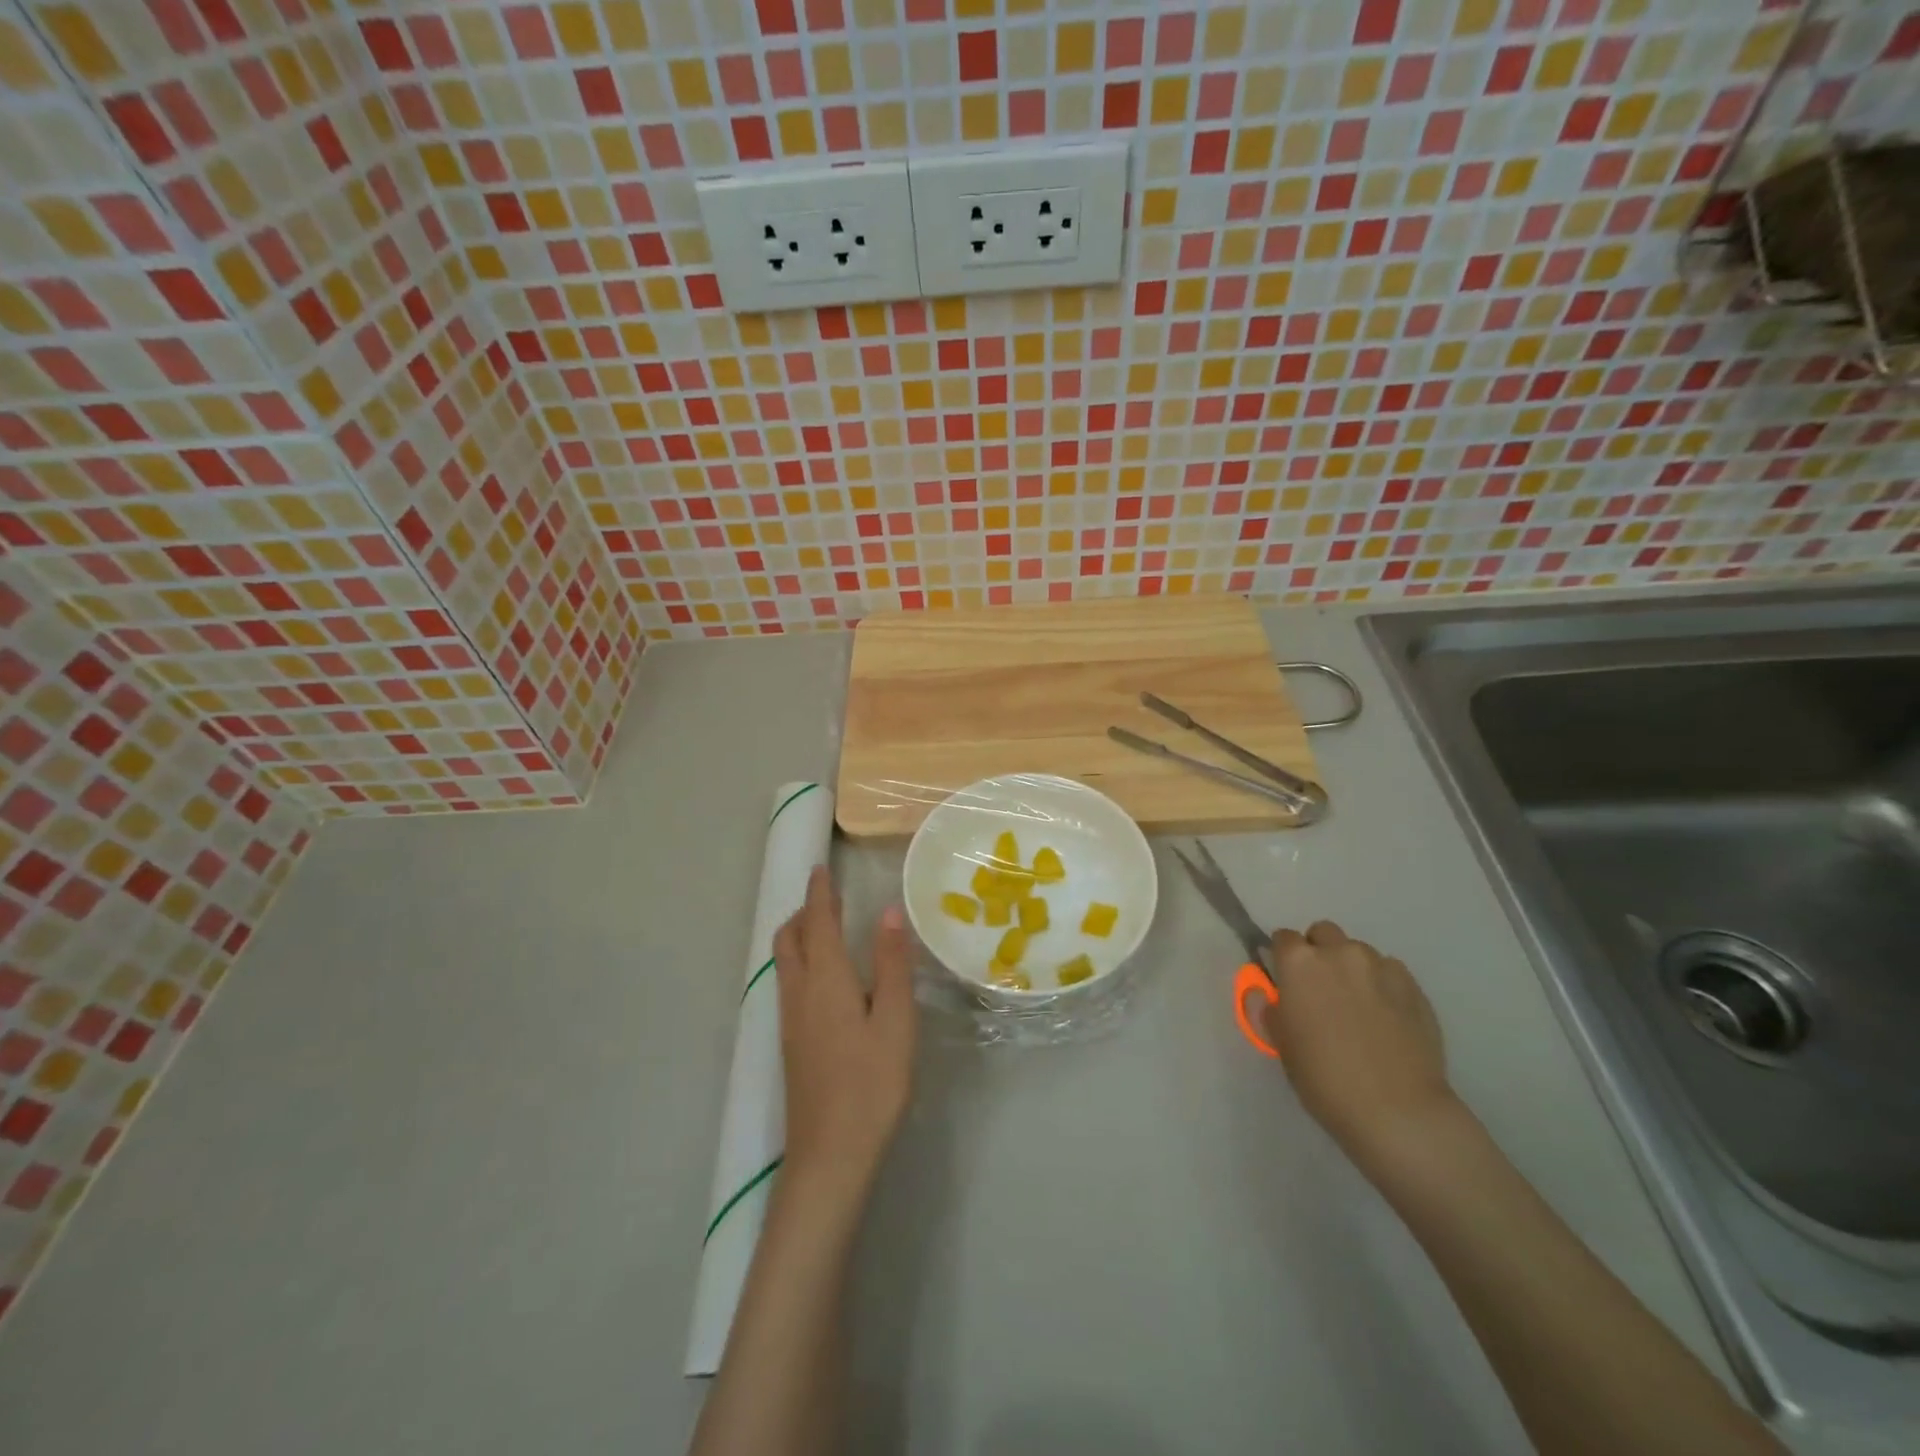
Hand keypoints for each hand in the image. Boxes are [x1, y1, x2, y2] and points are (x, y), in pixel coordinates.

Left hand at [772, 866, 917, 1203]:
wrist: (830, 1155)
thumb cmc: (871, 1084)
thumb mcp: (895, 1021)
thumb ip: (891, 964)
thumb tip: (888, 912)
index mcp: (825, 980)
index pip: (818, 922)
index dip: (820, 892)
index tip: (822, 867)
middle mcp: (799, 993)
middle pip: (789, 939)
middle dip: (804, 911)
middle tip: (827, 896)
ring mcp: (790, 1021)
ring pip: (784, 962)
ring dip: (799, 935)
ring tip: (824, 927)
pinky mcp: (791, 1044)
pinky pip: (788, 983)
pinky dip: (800, 960)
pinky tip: (823, 977)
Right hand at [1262, 921, 1457, 1171]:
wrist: (1398, 1111)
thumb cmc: (1325, 1079)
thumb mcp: (1283, 1046)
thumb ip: (1275, 1011)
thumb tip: (1275, 999)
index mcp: (1299, 963)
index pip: (1283, 938)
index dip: (1282, 958)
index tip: (1286, 981)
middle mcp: (1339, 953)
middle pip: (1323, 933)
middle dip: (1319, 952)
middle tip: (1320, 989)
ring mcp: (1380, 967)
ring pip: (1359, 952)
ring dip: (1352, 968)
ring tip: (1358, 1006)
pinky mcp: (1414, 987)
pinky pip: (1390, 973)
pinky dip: (1382, 985)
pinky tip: (1386, 1017)